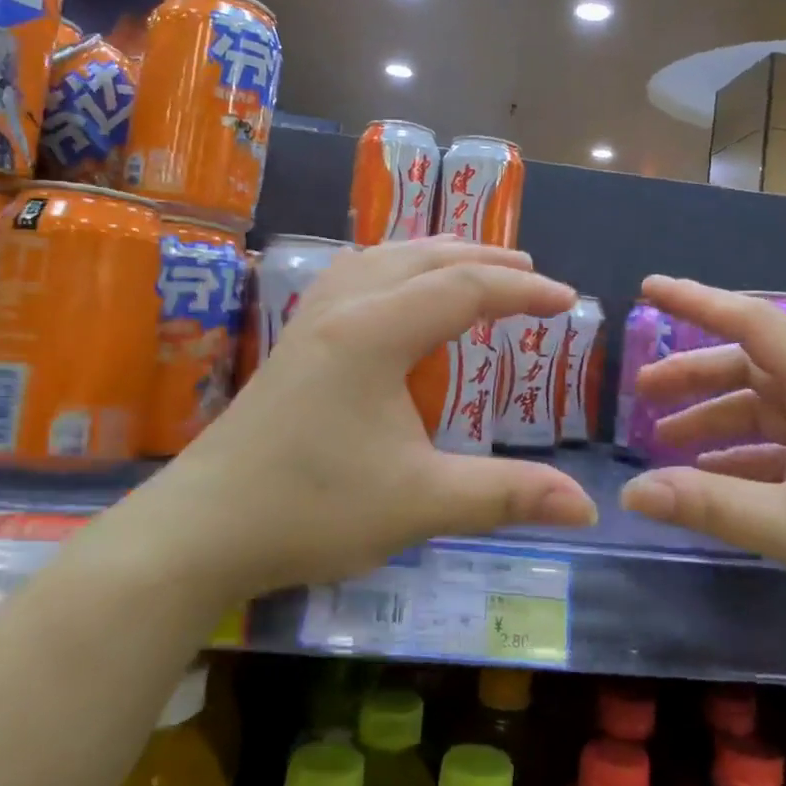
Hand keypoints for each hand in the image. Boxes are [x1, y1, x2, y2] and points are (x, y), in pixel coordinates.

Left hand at [143, 237, 598, 599]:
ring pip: (382, 258)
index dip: (523, 292)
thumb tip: (586, 508)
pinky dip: (393, 270)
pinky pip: (354, 277)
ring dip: (434, 256)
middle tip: (530, 275)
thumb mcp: (421, 502)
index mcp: (376, 331)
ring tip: (471, 268)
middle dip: (483, 260)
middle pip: (423, 257)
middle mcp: (343, 308)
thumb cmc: (312, 508)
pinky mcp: (292, 342)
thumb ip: (506, 495)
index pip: (465, 289)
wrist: (200, 529)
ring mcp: (310, 321)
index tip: (569, 302)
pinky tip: (394, 294)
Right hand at [619, 276, 785, 657]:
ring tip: (664, 443)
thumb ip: (709, 505)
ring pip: (768, 409)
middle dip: (696, 377)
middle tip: (643, 391)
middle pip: (756, 368)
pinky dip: (746, 457)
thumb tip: (631, 493)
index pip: (756, 324)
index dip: (698, 303)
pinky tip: (712, 482)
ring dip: (717, 422)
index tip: (649, 288)